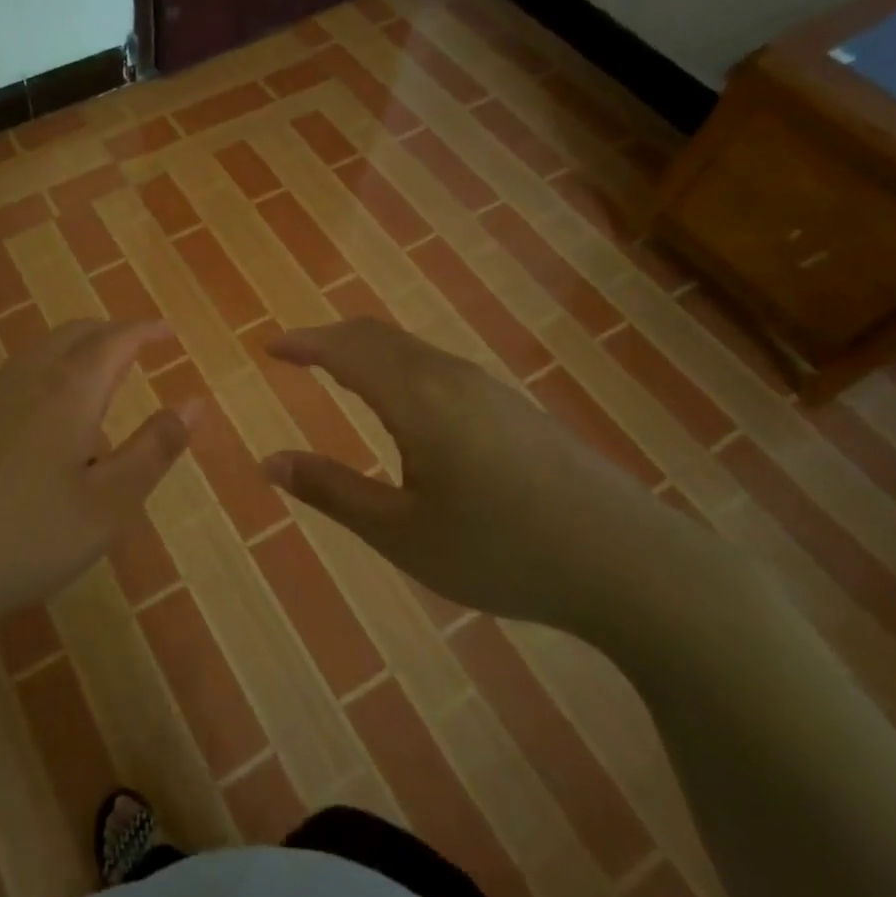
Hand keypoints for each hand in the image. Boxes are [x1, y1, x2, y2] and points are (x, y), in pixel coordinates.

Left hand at [0, 319, 197, 643]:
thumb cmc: (27, 538)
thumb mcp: (109, 504)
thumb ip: (155, 449)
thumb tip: (194, 403)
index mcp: (68, 390)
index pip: (115, 339)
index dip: (145, 330)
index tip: (167, 331)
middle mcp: (24, 378)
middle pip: (74, 334)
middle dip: (110, 334)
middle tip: (136, 352)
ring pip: (38, 355)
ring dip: (73, 357)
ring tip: (95, 393)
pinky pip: (10, 382)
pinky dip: (42, 380)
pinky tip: (38, 428)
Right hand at [262, 318, 724, 635]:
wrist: (627, 561)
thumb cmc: (501, 549)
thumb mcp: (401, 532)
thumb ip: (331, 491)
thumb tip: (268, 462)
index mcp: (415, 397)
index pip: (345, 349)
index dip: (304, 343)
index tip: (271, 347)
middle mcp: (448, 376)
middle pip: (377, 335)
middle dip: (330, 338)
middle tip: (297, 355)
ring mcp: (486, 388)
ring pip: (410, 348)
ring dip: (365, 349)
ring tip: (339, 372)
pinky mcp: (511, 406)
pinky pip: (436, 365)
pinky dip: (397, 364)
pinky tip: (403, 402)